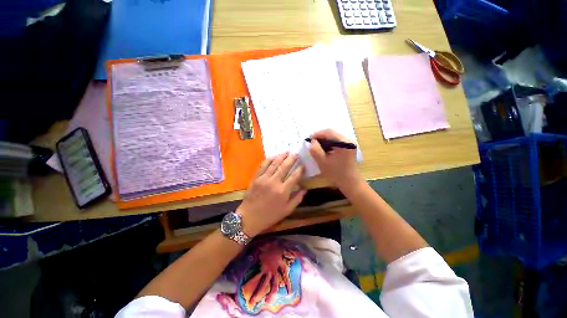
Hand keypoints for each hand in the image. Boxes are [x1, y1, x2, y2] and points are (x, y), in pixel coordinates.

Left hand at [237, 152, 305, 236]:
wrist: (249, 218)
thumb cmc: (269, 216)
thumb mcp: (286, 211)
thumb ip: (297, 199)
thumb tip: (305, 189)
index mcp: (283, 191)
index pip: (294, 176)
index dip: (300, 169)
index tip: (303, 165)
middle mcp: (274, 182)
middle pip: (284, 167)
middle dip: (291, 159)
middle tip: (296, 154)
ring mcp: (264, 179)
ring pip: (274, 164)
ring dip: (281, 156)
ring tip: (287, 151)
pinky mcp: (256, 178)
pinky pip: (263, 166)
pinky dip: (269, 160)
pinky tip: (274, 156)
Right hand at [308, 129, 362, 188]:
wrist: (350, 183)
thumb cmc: (336, 174)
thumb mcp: (322, 162)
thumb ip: (315, 150)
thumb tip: (312, 141)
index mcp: (344, 143)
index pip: (329, 132)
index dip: (317, 134)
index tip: (309, 140)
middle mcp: (349, 140)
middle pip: (332, 132)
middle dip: (320, 136)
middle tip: (312, 143)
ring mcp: (350, 143)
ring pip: (334, 136)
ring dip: (324, 139)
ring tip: (316, 146)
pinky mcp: (349, 147)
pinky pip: (337, 141)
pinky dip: (329, 143)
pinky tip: (324, 149)